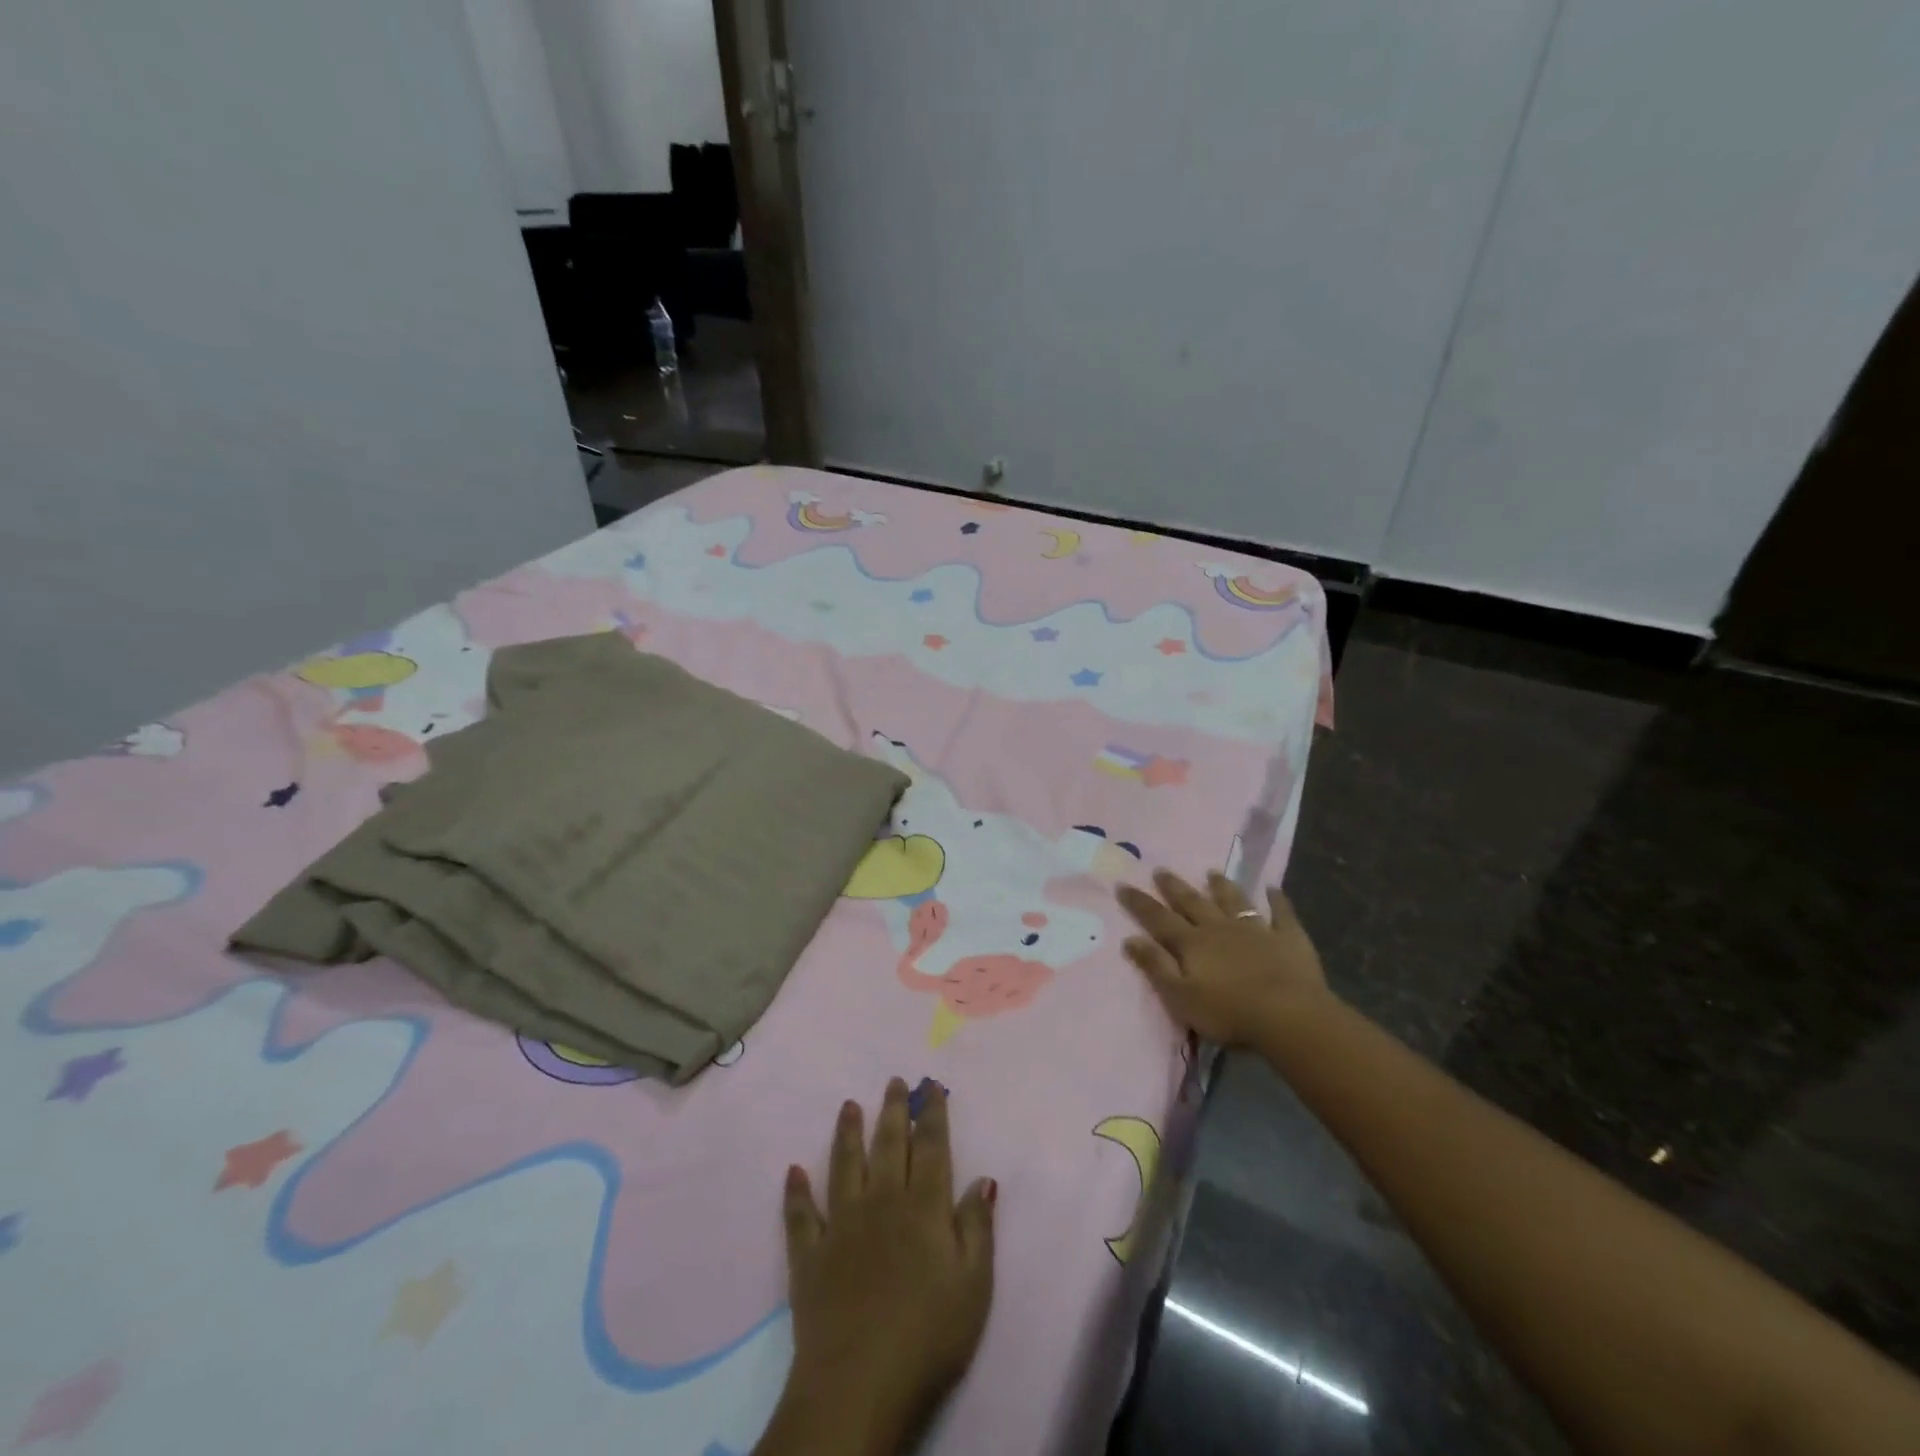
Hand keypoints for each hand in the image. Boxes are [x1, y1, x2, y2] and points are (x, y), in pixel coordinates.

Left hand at [763, 1078, 994, 1455]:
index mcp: (922, 1208)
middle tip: (893, 1081)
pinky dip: (795, 1192)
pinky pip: (801, 1215)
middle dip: (892, 1110)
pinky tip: (792, 1172)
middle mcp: (881, 1203)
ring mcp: (841, 1226)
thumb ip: (977, 1227)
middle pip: (887, 1145)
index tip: (931, 1087)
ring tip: (848, 1105)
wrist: (859, 1384)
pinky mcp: (810, 1256)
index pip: (930, 1148)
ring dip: (846, 1133)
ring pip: (843, 1166)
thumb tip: (983, 1178)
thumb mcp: (974, 1286)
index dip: (932, 1114)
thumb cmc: (928, 1336)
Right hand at [1116, 869, 1331, 1045]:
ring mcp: (1256, 929)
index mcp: (1192, 943)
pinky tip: (1273, 889)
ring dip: (1222, 887)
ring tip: (1212, 873)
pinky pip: (1281, 913)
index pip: (1158, 919)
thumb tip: (1129, 939)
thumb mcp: (1180, 996)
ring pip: (1234, 901)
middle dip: (1174, 887)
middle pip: (1193, 903)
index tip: (1123, 884)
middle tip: (1161, 870)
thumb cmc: (1228, 1012)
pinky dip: (1277, 900)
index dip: (1139, 903)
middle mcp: (1219, 928)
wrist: (1289, 1015)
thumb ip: (1155, 966)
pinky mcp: (1288, 938)